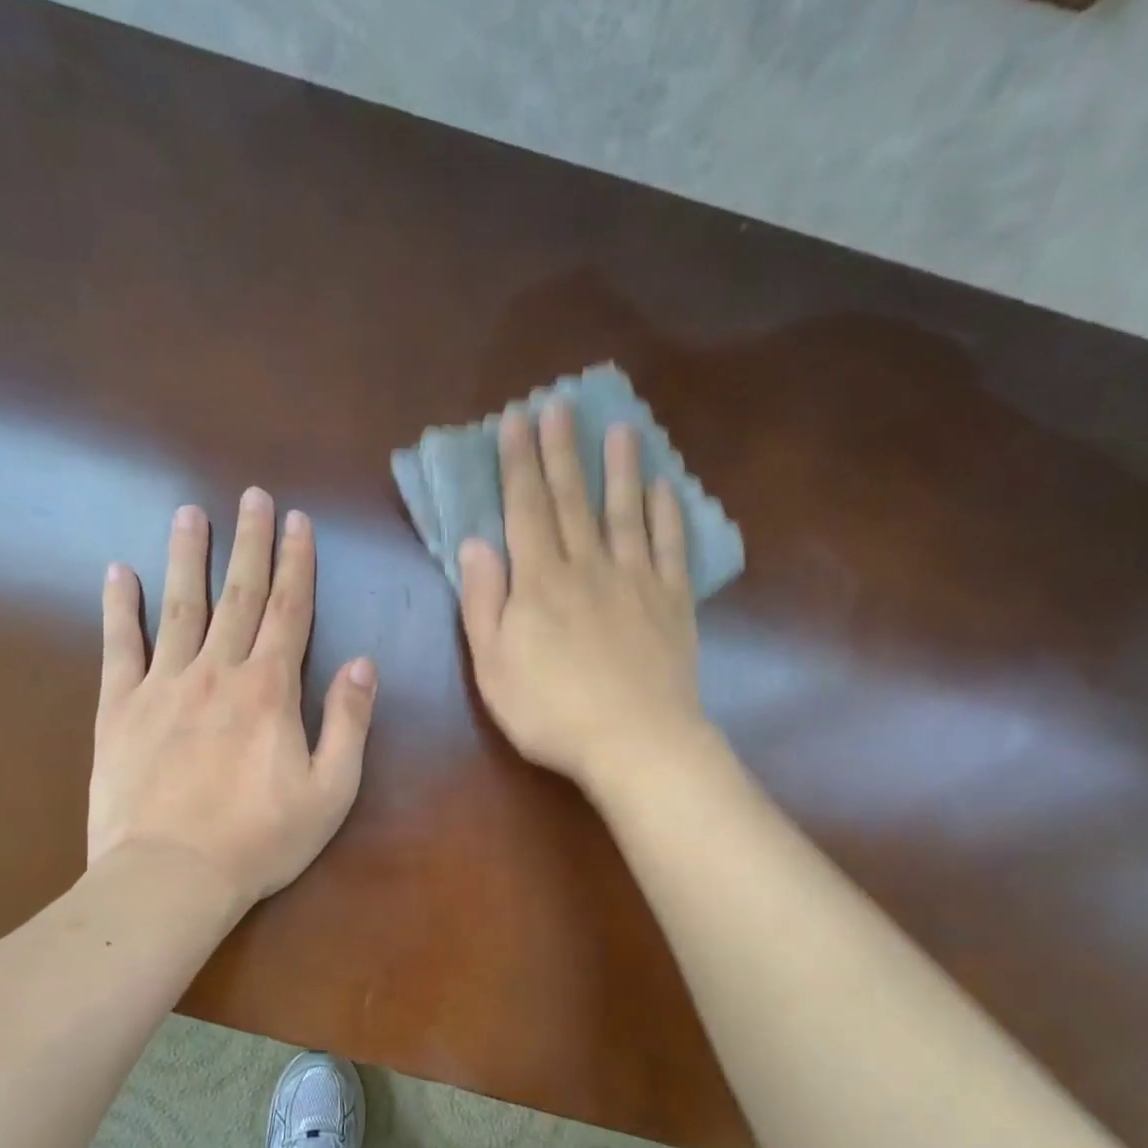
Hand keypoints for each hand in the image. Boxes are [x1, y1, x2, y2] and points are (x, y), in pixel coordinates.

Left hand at [88, 489, 376, 908]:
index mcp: (270, 689)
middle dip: (250, 544)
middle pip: (239, 596)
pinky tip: (119, 573)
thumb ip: (348, 722)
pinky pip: (119, 646)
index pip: (289, 611)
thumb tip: (363, 663)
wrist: (170, 877)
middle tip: (252, 496)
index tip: (297, 522)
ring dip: (188, 556)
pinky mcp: (120, 709)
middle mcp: (218, 672)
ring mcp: (164, 685)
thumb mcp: (331, 790)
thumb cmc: (261, 839)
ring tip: (191, 514)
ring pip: (180, 606)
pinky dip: (119, 608)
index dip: (297, 564)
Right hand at [458, 401, 706, 791]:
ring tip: (621, 429)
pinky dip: (668, 516)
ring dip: (620, 469)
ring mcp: (636, 581)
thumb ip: (483, 602)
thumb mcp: (492, 666)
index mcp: (539, 581)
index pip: (525, 509)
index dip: (518, 463)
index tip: (517, 420)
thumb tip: (474, 543)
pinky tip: (666, 490)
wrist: (634, 741)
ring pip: (625, 512)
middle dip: (562, 451)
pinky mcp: (672, 602)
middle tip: (561, 406)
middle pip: (572, 499)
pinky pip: (670, 548)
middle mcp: (588, 566)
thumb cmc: (550, 712)